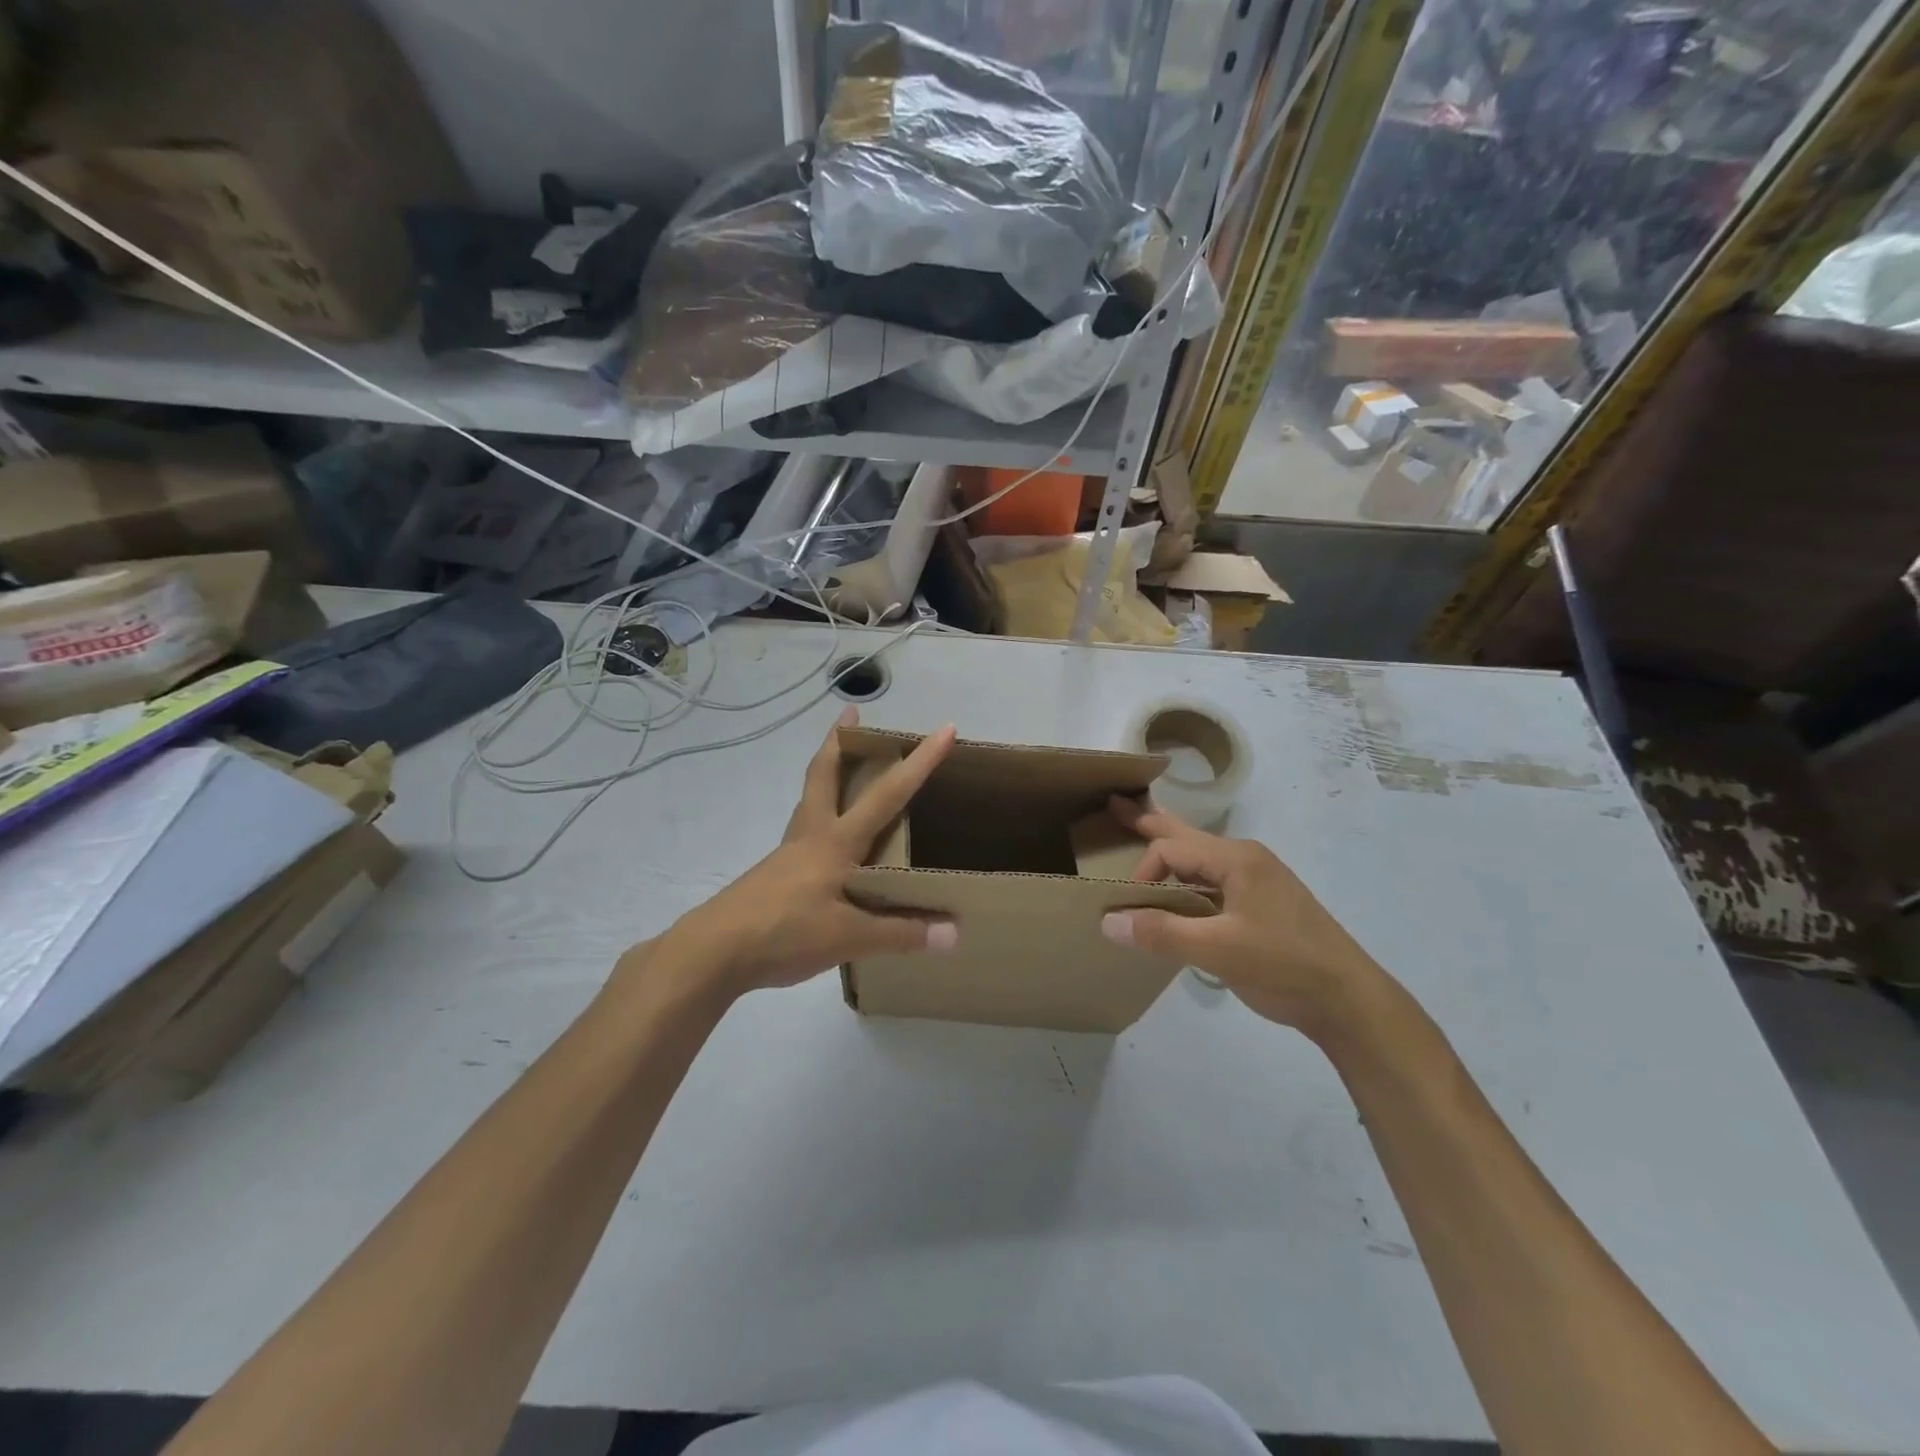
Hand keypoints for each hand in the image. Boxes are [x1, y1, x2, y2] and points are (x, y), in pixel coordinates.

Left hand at [660, 707, 957, 998]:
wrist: (713, 952)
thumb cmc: (783, 932)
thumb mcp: (848, 937)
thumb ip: (900, 933)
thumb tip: (954, 933)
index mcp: (836, 841)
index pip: (887, 794)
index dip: (919, 761)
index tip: (944, 728)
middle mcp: (812, 835)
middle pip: (824, 774)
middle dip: (839, 741)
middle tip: (851, 714)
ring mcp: (789, 853)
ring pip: (810, 797)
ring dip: (826, 771)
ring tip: (840, 762)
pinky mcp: (775, 873)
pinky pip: (804, 828)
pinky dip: (819, 813)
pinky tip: (828, 838)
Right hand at [1100, 798, 1384, 1036]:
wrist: (1349, 1001)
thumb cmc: (1285, 966)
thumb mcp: (1218, 950)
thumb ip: (1161, 933)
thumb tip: (1108, 921)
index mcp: (1236, 859)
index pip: (1170, 849)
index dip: (1142, 873)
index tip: (1130, 909)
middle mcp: (1246, 859)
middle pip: (1186, 835)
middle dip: (1149, 822)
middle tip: (1115, 805)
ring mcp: (1257, 880)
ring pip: (1200, 858)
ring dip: (1169, 850)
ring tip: (1141, 835)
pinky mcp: (1262, 904)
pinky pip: (1213, 880)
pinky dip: (1187, 877)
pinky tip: (1177, 889)